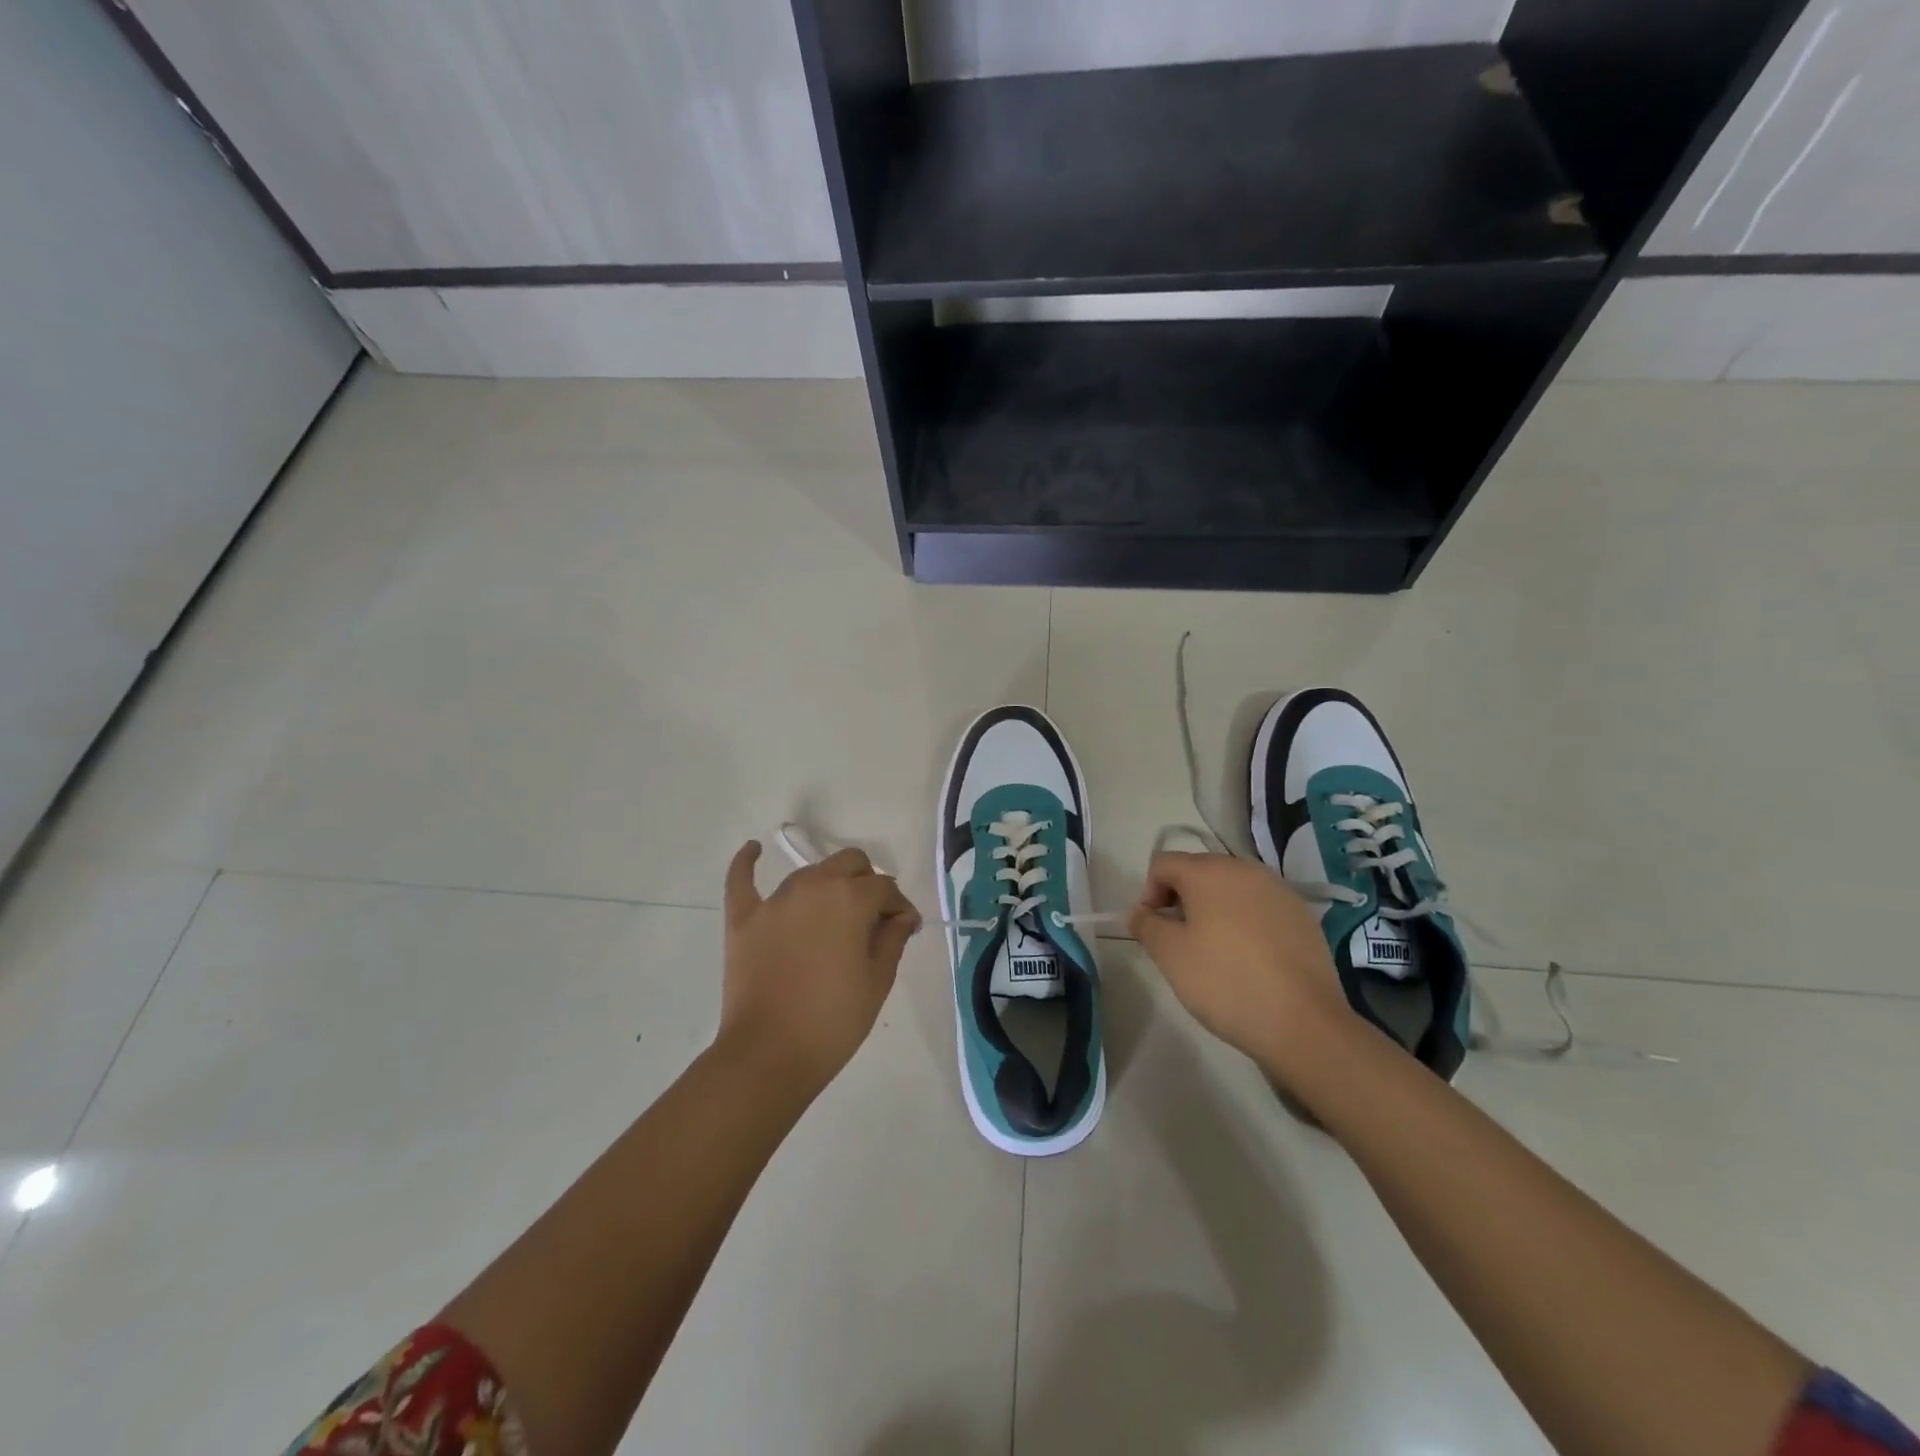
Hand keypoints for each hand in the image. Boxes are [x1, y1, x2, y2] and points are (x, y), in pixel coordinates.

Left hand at [718, 841, 921, 1097]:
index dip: (900, 907)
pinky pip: (742, 880)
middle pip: (850, 864)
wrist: (768, 1055)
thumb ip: (892, 938)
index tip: (905, 929)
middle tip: (872, 920)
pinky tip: (753, 850)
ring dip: (828, 885)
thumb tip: (900, 916)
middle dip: (868, 883)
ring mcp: (774, 900)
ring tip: (833, 917)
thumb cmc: (833, 1020)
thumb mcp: (877, 981)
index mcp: (850, 898)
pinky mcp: (743, 918)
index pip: (885, 888)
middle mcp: (813, 886)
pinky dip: (747, 863)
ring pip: (810, 873)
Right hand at [1130, 851, 1353, 1084]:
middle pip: (1199, 871)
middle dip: (1182, 899)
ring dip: (1214, 909)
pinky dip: (1246, 922)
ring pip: (1232, 888)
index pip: (1163, 863)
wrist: (1303, 1023)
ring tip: (1214, 951)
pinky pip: (1260, 907)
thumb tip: (1140, 912)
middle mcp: (1245, 869)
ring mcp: (1279, 890)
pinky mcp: (1303, 915)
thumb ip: (1146, 925)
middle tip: (1179, 940)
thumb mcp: (1170, 955)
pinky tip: (1250, 959)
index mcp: (1209, 871)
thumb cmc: (1225, 981)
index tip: (1153, 929)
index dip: (1148, 892)